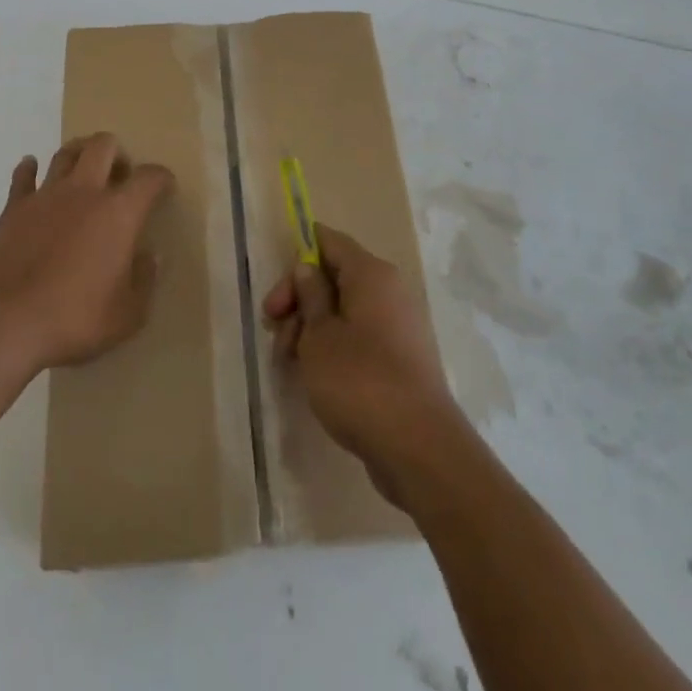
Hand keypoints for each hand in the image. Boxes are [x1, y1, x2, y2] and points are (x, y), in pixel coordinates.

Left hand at [0, 133, 171, 370]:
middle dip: (117, 152)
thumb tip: (150, 256)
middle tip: (120, 174)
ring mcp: (45, 196)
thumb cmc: (75, 319)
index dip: (161, 178)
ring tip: (83, 168)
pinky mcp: (13, 208)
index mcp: (119, 213)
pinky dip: (29, 169)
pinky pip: (23, 177)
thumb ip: (144, 280)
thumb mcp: (127, 314)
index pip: (149, 178)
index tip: (165, 186)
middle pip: (103, 146)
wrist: (5, 322)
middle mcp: (84, 192)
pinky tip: (32, 169)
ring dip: (78, 153)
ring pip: (65, 154)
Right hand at [263, 223, 462, 505]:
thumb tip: (308, 268)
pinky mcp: (399, 359)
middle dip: (299, 300)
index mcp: (371, 274)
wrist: (419, 449)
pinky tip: (312, 375)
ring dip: (310, 328)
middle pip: (333, 277)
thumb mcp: (319, 335)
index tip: (276, 291)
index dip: (298, 255)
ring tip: (288, 361)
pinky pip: (358, 337)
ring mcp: (397, 326)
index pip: (329, 241)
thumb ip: (309, 296)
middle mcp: (389, 291)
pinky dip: (332, 347)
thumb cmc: (359, 380)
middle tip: (272, 329)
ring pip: (343, 311)